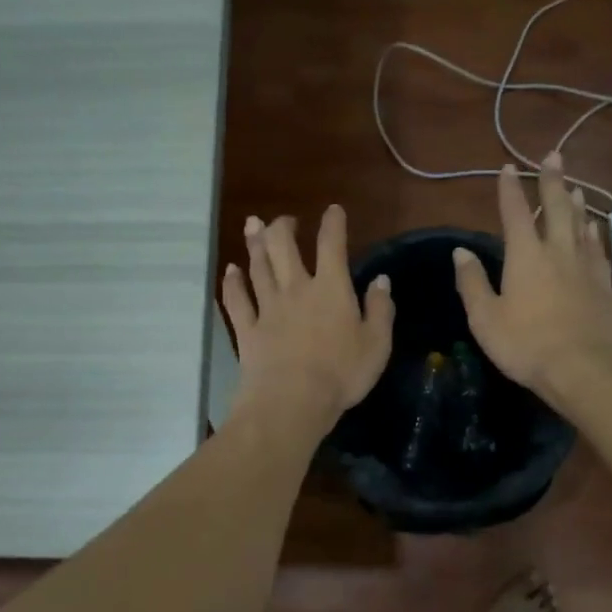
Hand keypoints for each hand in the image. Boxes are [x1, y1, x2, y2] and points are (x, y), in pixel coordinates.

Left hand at [221, 206, 393, 435]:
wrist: (292, 401)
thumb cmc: (342, 374)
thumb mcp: (376, 344)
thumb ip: (379, 309)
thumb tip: (381, 280)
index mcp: (331, 289)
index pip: (332, 245)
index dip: (333, 224)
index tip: (333, 210)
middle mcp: (296, 289)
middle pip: (284, 247)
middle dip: (283, 227)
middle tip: (284, 220)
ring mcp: (267, 308)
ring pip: (258, 267)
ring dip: (255, 244)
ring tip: (252, 226)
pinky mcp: (247, 329)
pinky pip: (236, 300)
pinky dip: (232, 283)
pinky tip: (230, 271)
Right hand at [452, 155, 611, 406]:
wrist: (583, 369)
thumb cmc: (526, 345)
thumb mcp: (486, 318)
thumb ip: (473, 283)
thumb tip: (461, 252)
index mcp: (525, 256)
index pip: (515, 213)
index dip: (509, 189)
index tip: (507, 167)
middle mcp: (557, 251)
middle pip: (556, 208)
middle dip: (552, 181)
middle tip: (553, 156)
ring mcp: (585, 267)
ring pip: (581, 224)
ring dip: (575, 202)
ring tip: (574, 187)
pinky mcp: (603, 285)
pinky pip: (598, 248)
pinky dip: (594, 232)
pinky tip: (595, 228)